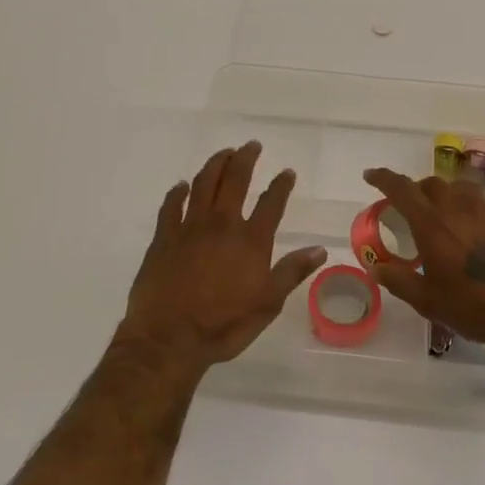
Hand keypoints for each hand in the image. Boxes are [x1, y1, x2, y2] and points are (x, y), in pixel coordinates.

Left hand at [120, 142, 325, 372]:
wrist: (169, 338)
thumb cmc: (224, 325)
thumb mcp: (268, 304)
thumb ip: (292, 272)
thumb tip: (320, 248)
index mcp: (250, 240)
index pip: (271, 202)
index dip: (281, 185)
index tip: (287, 172)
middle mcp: (222, 224)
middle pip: (234, 180)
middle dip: (245, 158)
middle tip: (251, 145)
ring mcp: (189, 227)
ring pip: (203, 184)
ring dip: (215, 164)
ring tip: (223, 153)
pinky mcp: (164, 237)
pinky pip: (171, 206)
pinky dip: (178, 192)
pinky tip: (182, 185)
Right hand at [361, 168, 484, 357]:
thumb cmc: (474, 307)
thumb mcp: (428, 301)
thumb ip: (399, 280)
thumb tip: (375, 267)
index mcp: (432, 224)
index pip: (401, 189)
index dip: (383, 178)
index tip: (370, 175)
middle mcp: (458, 208)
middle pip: (430, 184)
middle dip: (414, 190)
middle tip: (408, 209)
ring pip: (458, 189)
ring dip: (443, 196)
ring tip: (441, 218)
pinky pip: (482, 203)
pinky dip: (468, 209)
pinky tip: (472, 233)